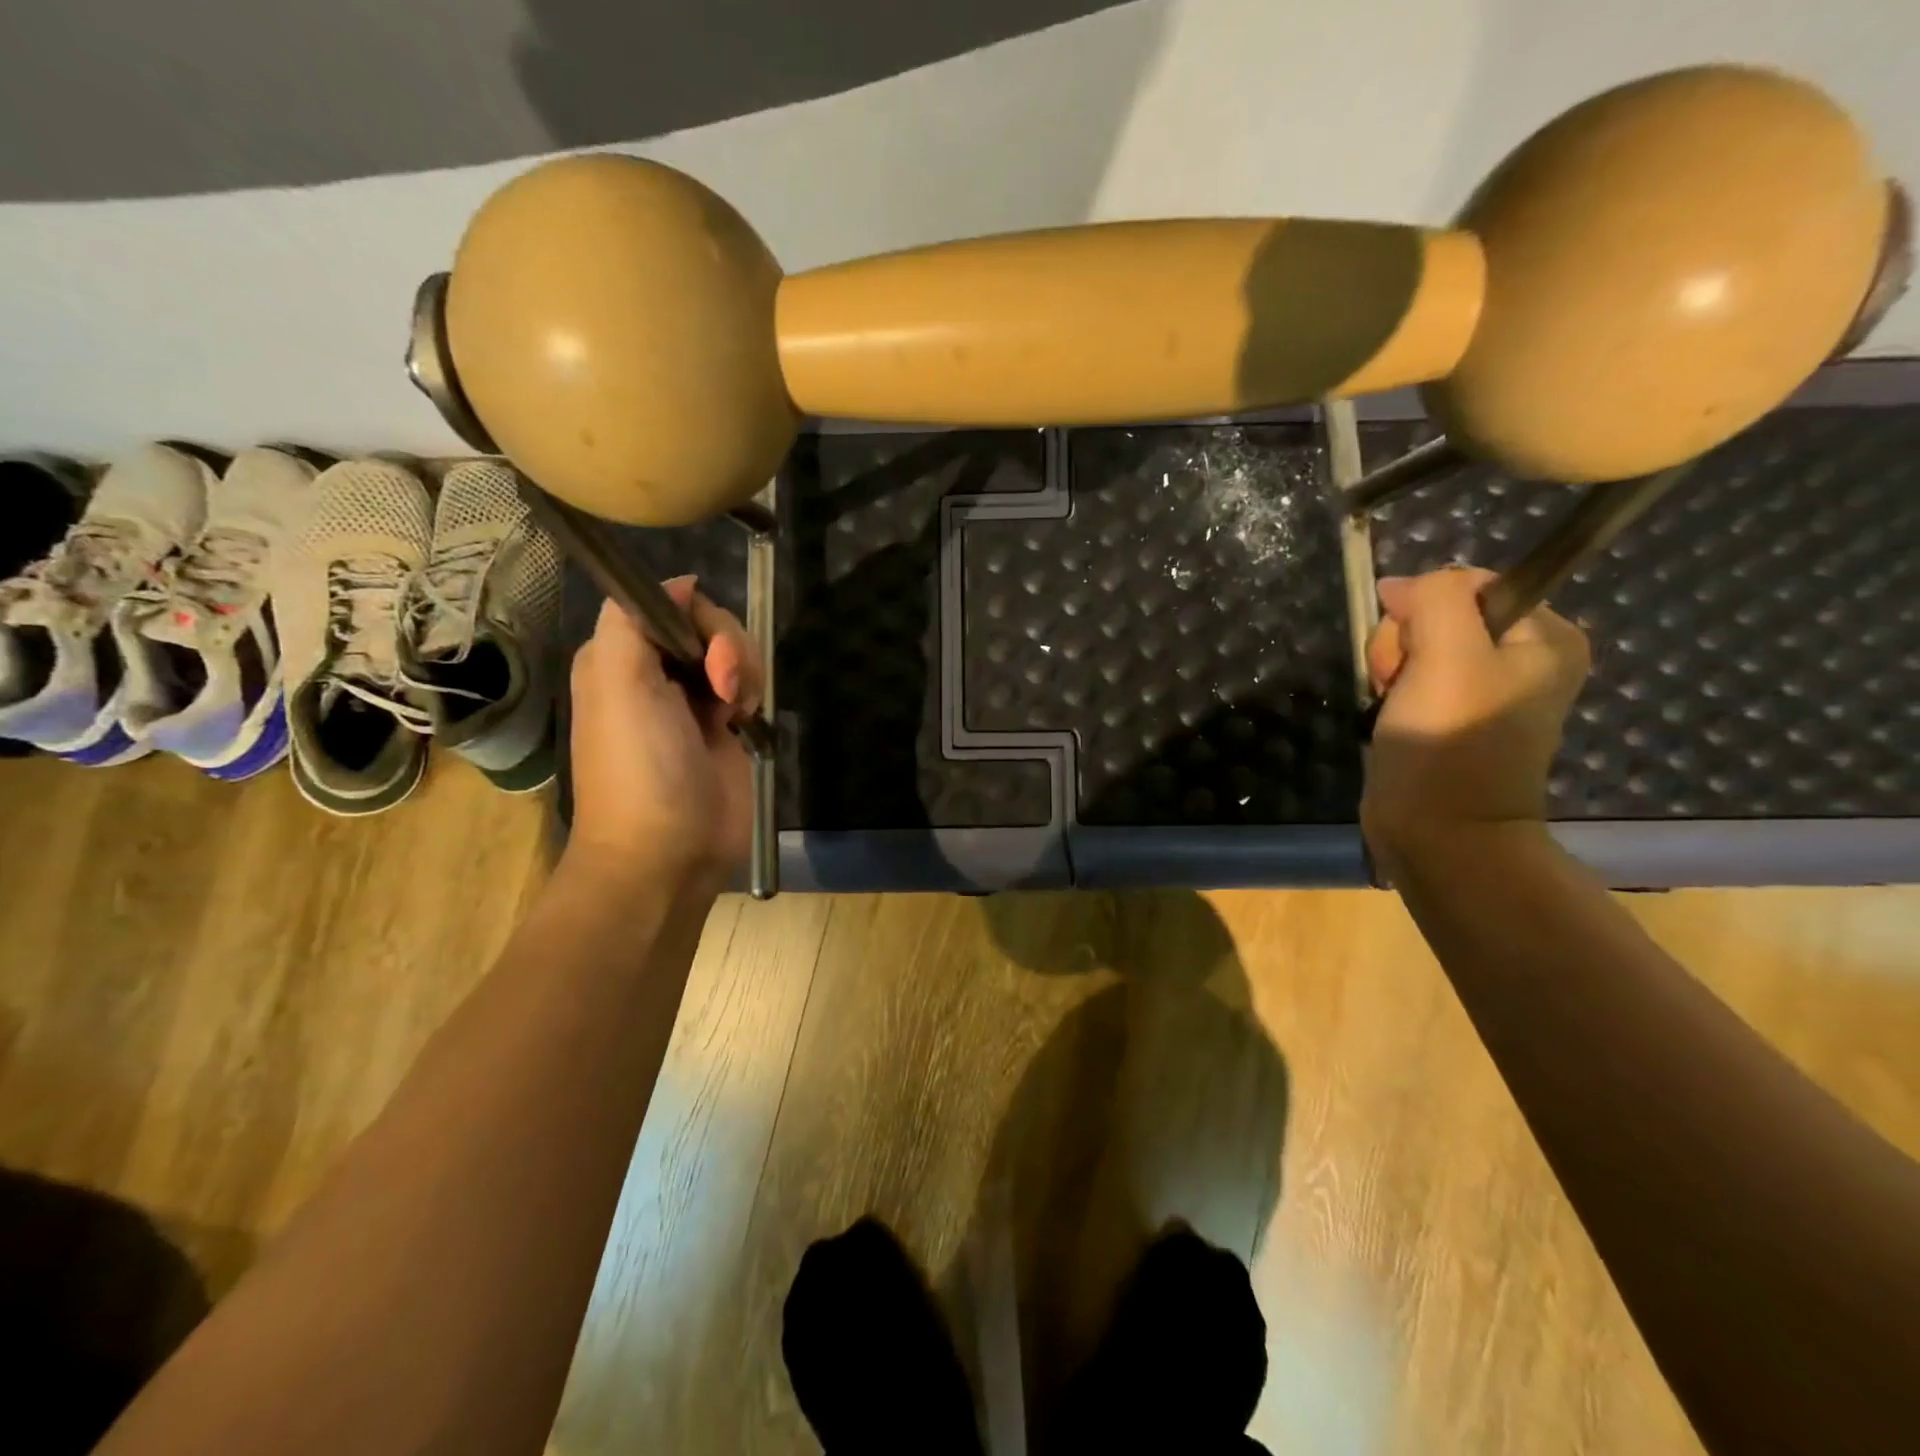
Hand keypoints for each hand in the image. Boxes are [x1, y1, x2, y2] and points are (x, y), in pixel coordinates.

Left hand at [564, 577, 762, 894]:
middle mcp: (654, 673)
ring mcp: (691, 701)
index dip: (698, 617)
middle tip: (724, 690)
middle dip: (728, 647)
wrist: (669, 852)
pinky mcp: (723, 727)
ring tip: (737, 712)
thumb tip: (681, 584)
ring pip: (733, 652)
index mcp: (619, 657)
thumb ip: (634, 620)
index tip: (706, 654)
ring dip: (745, 671)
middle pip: (707, 624)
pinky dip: (753, 693)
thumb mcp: (617, 683)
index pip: (668, 602)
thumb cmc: (641, 768)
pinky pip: (747, 685)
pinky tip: (747, 721)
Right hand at [1361, 567, 1589, 855]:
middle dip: (1403, 644)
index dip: (1424, 609)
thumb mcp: (1448, 655)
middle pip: (1438, 615)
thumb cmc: (1451, 743)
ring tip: (1392, 705)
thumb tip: (1402, 585)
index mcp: (1546, 637)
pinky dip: (1390, 693)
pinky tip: (1389, 717)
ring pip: (1415, 647)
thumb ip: (1437, 599)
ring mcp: (1485, 690)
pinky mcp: (1451, 717)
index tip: (1412, 653)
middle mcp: (1524, 658)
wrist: (1439, 833)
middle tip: (1399, 684)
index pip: (1469, 584)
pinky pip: (1410, 678)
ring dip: (1390, 669)